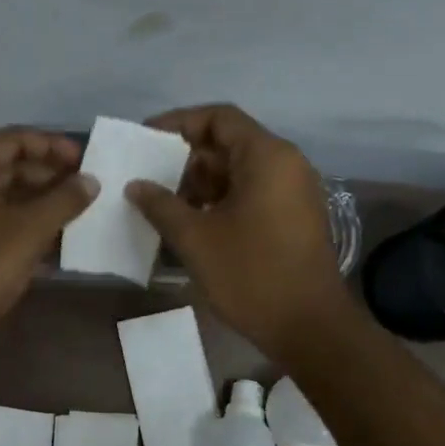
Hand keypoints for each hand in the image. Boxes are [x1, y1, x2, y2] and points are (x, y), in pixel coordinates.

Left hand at [0, 127, 98, 369]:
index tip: (85, 161)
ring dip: (40, 203)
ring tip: (78, 214)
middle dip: (50, 176)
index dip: (53, 146)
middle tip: (86, 190)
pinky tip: (56, 242)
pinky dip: (25, 227)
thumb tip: (91, 181)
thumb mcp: (29, 230)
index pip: (15, 139)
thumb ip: (63, 200)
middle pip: (9, 166)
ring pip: (4, 197)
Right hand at [126, 104, 348, 361]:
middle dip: (185, 158)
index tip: (145, 139)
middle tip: (148, 177)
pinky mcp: (292, 217)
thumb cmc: (250, 274)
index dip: (179, 123)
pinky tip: (190, 223)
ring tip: (162, 203)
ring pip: (238, 171)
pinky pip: (251, 193)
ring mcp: (292, 192)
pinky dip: (220, 200)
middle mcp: (285, 164)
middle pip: (229, 143)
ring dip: (200, 183)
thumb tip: (136, 185)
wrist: (308, 326)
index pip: (219, 118)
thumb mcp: (195, 238)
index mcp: (266, 157)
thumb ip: (161, 205)